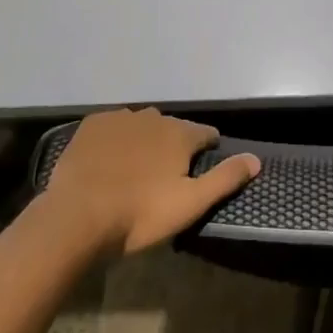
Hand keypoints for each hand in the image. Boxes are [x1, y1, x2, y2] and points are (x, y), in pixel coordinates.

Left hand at [40, 108, 259, 254]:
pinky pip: (113, 127)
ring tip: (135, 171)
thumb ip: (225, 179)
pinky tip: (108, 162)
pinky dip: (116, 140)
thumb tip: (256, 159)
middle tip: (164, 178)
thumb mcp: (190, 204)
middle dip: (173, 146)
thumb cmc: (139, 215)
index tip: (199, 171)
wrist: (77, 217)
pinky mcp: (92, 125)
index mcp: (179, 133)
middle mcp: (153, 116)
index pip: (206, 134)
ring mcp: (120, 118)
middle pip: (172, 128)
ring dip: (144, 142)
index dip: (207, 150)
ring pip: (142, 125)